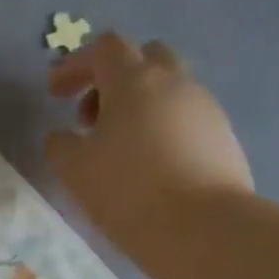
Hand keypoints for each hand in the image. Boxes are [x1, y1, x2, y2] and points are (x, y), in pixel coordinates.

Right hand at [44, 33, 252, 250]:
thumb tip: (62, 136)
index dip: (75, 65)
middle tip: (91, 117)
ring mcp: (205, 108)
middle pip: (144, 57)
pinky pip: (186, 118)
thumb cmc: (127, 191)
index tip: (55, 93)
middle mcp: (175, 82)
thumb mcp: (73, 169)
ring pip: (168, 89)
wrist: (203, 230)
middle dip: (113, 79)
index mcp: (134, 80)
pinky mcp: (224, 137)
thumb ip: (60, 144)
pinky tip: (150, 166)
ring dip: (139, 105)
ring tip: (119, 148)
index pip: (104, 48)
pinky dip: (162, 129)